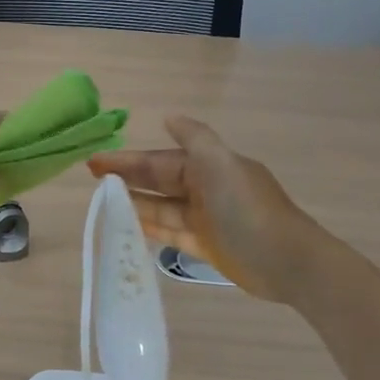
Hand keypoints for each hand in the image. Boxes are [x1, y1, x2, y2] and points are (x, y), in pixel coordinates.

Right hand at [89, 116, 320, 300]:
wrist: (288, 262)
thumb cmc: (249, 210)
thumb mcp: (222, 165)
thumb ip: (195, 139)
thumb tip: (170, 116)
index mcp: (209, 166)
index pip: (160, 160)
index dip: (129, 160)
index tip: (96, 162)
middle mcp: (206, 188)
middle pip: (159, 181)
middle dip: (128, 178)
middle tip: (92, 179)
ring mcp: (206, 219)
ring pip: (162, 207)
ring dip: (134, 203)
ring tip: (103, 203)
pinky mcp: (206, 246)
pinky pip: (170, 232)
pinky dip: (150, 228)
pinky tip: (128, 226)